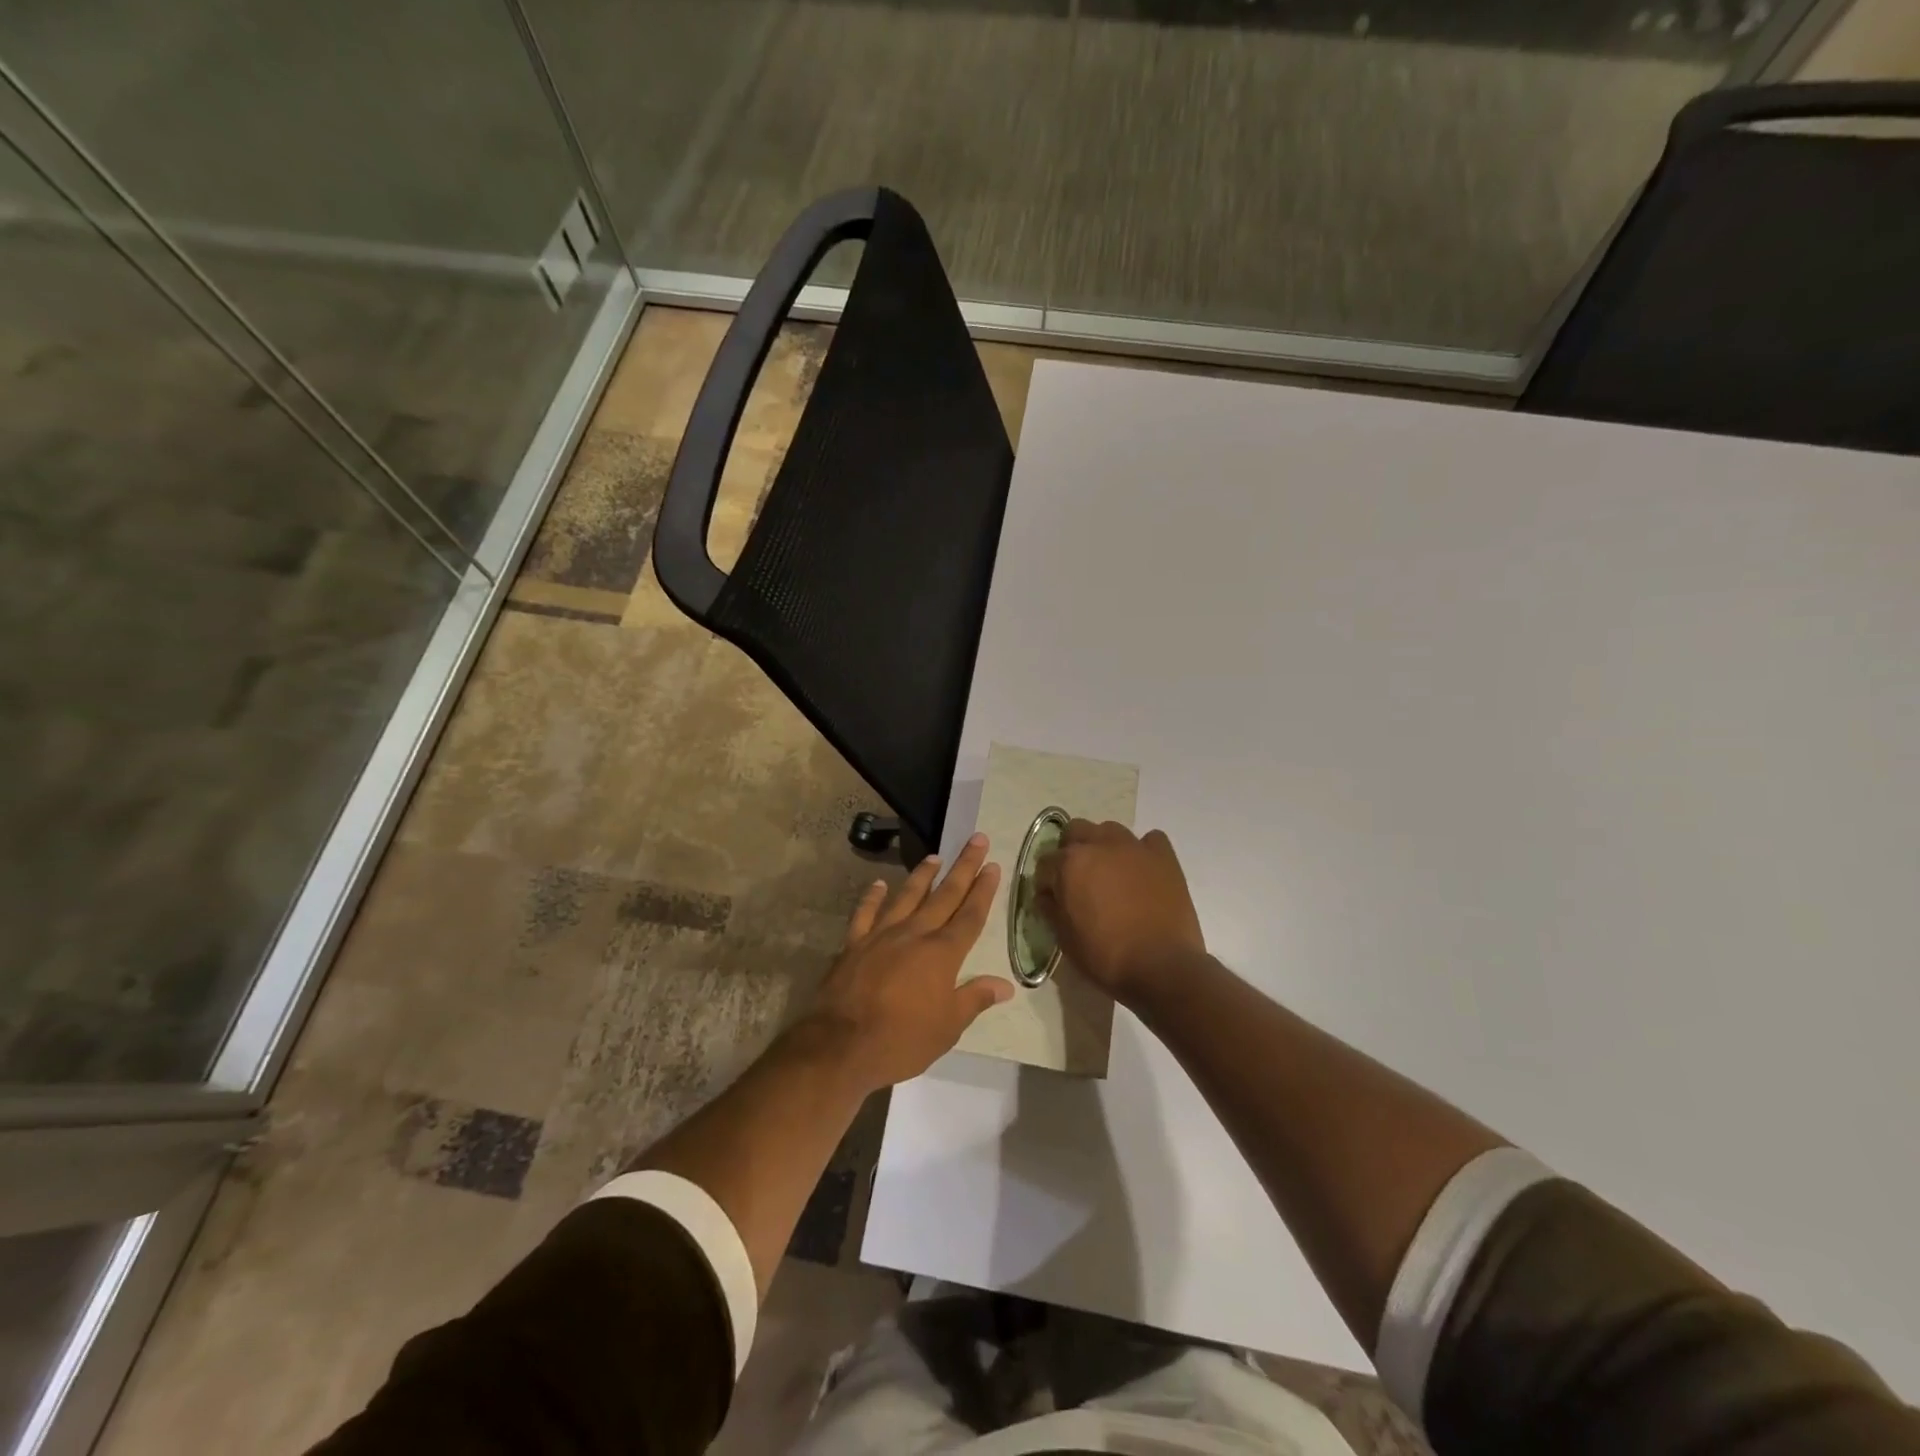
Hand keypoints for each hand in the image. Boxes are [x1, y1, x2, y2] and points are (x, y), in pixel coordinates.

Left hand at [799, 833, 1011, 1094]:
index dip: (983, 890)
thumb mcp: (948, 1027)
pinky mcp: (854, 944)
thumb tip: (1006, 985)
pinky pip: (865, 913)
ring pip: (906, 896)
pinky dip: (872, 897)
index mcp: (942, 953)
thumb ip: (975, 999)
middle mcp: (914, 934)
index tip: (993, 865)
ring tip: (934, 857)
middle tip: (976, 840)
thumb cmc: (902, 1040)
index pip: (970, 915)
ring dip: (922, 875)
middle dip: (963, 867)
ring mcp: (881, 935)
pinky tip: (878, 885)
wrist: (842, 1045)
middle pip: (944, 895)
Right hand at [1035, 820, 1205, 1004]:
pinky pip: (1149, 840)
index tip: (1053, 899)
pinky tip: (1142, 871)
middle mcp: (1099, 845)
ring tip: (1110, 873)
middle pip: (1075, 831)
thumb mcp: (1065, 939)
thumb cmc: (1106, 956)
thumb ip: (1051, 909)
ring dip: (1103, 846)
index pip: (1046, 863)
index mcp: (1070, 864)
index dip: (1046, 882)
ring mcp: (1134, 847)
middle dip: (1071, 850)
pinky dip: (1143, 851)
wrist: (1162, 966)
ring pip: (1110, 830)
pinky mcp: (1164, 856)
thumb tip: (1047, 895)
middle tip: (1078, 879)